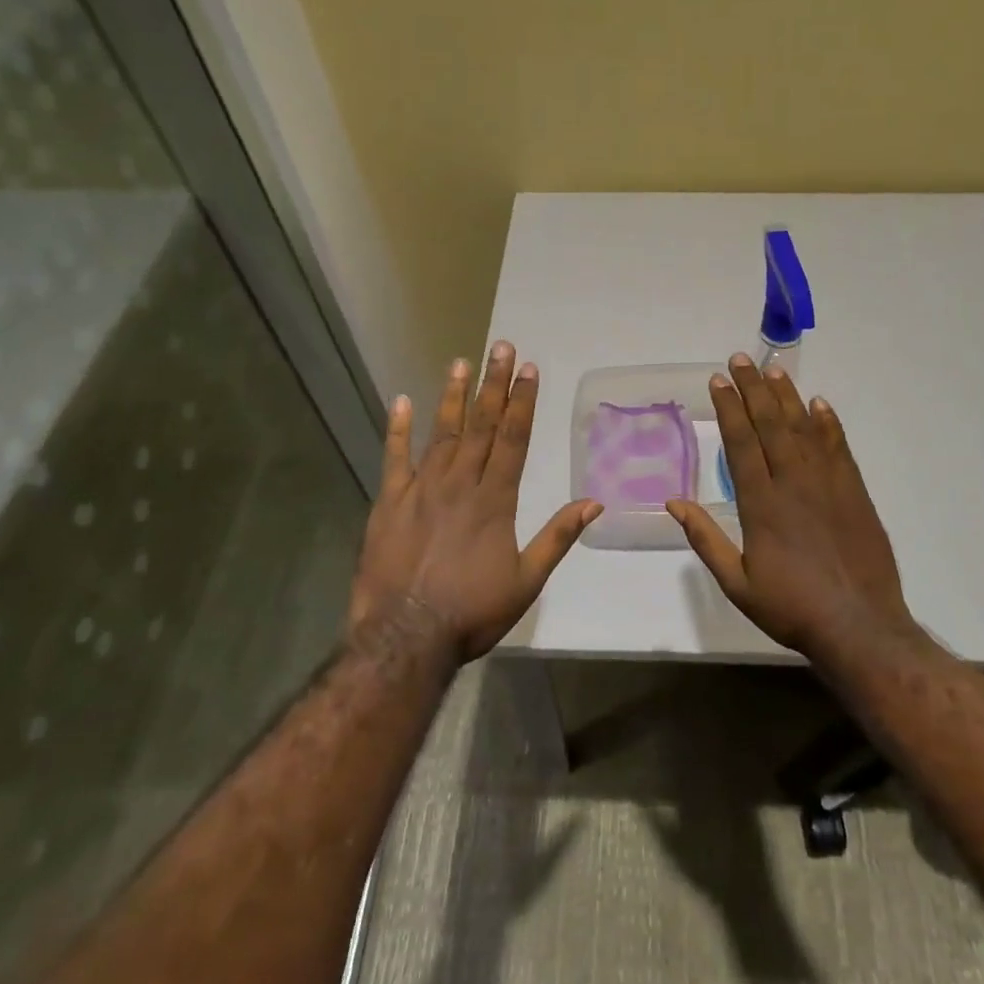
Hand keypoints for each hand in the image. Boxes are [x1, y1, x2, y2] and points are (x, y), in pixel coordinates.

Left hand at [349, 342, 600, 661]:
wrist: (405, 637)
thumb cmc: (471, 612)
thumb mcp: (526, 581)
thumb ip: (557, 537)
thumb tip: (594, 502)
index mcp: (494, 501)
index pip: (512, 439)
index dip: (521, 402)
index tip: (528, 370)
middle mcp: (459, 484)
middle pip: (480, 426)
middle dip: (493, 385)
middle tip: (501, 346)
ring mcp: (420, 490)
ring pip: (441, 433)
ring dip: (453, 396)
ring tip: (461, 361)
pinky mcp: (389, 503)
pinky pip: (394, 459)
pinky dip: (397, 430)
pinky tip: (401, 401)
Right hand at [666, 355, 914, 659]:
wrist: (859, 625)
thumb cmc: (791, 607)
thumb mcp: (737, 583)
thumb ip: (706, 539)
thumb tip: (674, 503)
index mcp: (761, 504)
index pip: (741, 443)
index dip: (728, 409)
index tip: (717, 381)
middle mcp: (794, 483)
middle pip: (771, 425)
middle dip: (752, 390)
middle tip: (739, 360)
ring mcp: (828, 484)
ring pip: (804, 429)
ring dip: (787, 397)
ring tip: (772, 371)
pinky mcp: (854, 492)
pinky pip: (838, 447)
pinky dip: (828, 423)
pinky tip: (819, 404)